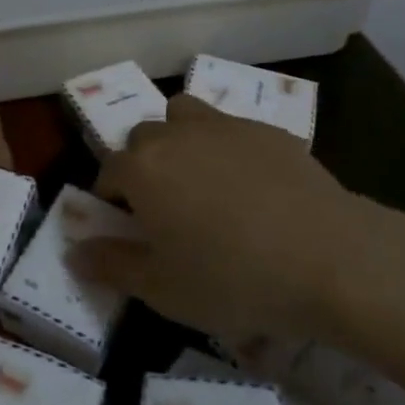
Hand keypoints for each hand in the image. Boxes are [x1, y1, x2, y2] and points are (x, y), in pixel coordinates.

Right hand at [68, 94, 377, 343]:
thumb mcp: (163, 289)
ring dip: (181, 139)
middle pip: (143, 137)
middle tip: (165, 208)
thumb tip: (75, 253)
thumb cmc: (233, 278)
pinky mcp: (267, 130)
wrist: (329, 258)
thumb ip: (112, 266)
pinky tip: (255, 189)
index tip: (127, 227)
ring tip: (201, 180)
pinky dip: (229, 150)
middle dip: (143, 165)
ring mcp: (223, 126)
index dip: (111, 199)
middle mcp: (175, 134)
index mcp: (142, 168)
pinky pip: (233, 130)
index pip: (108, 171)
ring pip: (185, 116)